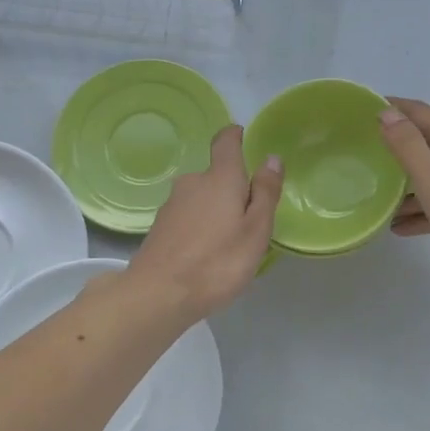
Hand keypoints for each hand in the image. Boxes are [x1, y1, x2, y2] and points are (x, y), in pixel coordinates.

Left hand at [124, 125, 282, 318]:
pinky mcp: (160, 227)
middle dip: (232, 188)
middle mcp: (192, 183)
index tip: (244, 138)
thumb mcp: (255, 230)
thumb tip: (271, 158)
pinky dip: (200, 227)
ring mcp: (172, 205)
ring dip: (215, 210)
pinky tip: (206, 254)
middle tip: (250, 217)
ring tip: (229, 241)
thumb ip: (266, 192)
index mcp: (220, 178)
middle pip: (215, 175)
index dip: (235, 136)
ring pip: (201, 198)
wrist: (158, 294)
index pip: (226, 142)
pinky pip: (188, 217)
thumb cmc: (217, 262)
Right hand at [379, 99, 429, 287]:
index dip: (391, 107)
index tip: (362, 109)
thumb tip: (387, 113)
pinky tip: (402, 227)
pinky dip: (423, 206)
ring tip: (377, 197)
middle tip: (364, 154)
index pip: (417, 111)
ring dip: (406, 181)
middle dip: (395, 145)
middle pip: (425, 140)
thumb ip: (408, 145)